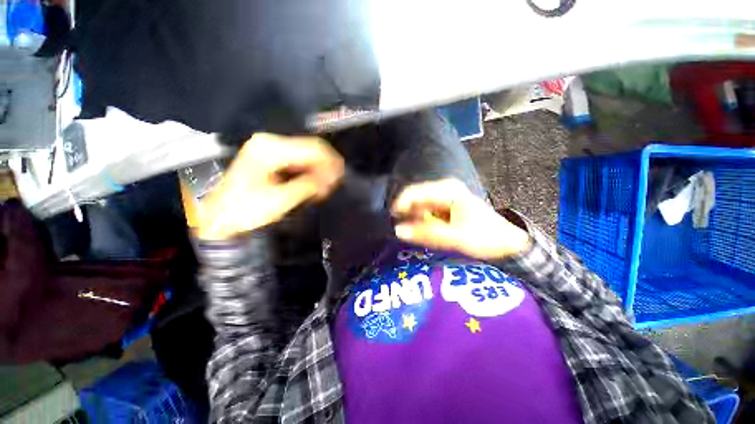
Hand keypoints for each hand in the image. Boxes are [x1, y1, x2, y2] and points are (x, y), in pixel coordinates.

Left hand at [196, 133, 343, 239]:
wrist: (220, 218)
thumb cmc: (246, 210)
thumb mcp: (281, 199)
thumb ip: (308, 185)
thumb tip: (332, 177)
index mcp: (269, 149)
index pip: (312, 148)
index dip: (331, 162)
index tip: (340, 178)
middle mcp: (270, 142)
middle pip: (311, 149)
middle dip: (326, 167)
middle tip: (333, 185)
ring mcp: (270, 149)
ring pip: (307, 155)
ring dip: (319, 171)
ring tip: (324, 189)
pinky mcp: (272, 158)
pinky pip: (299, 161)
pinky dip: (310, 172)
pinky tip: (314, 185)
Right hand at [391, 179, 530, 259]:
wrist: (505, 243)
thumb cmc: (483, 237)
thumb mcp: (454, 237)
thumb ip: (425, 233)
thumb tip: (398, 230)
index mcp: (446, 190)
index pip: (414, 193)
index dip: (400, 206)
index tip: (392, 222)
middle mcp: (444, 190)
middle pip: (415, 199)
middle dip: (406, 214)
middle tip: (401, 231)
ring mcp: (444, 198)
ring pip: (419, 206)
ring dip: (413, 219)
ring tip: (411, 234)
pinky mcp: (445, 207)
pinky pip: (426, 212)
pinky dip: (421, 222)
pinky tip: (422, 232)